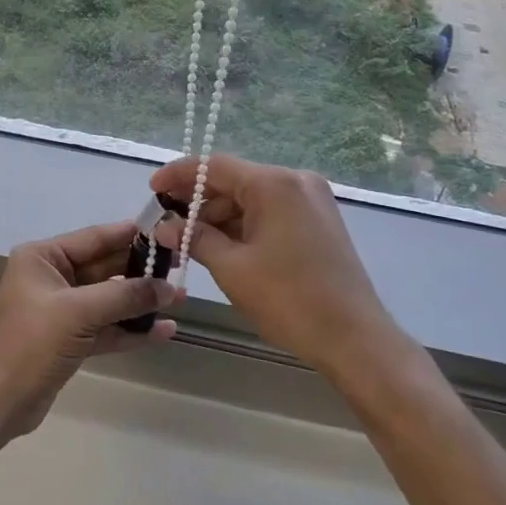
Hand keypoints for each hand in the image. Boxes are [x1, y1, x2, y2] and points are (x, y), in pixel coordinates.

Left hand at [0, 221, 180, 436]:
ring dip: (140, 303)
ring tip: (180, 301)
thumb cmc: (30, 343)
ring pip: (108, 300)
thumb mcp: (79, 312)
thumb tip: (168, 288)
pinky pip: (105, 327)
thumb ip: (125, 295)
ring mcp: (60, 311)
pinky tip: (163, 331)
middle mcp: (51, 277)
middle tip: (181, 270)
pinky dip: (130, 330)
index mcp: (43, 257)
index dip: (130, 235)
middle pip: (104, 268)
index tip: (166, 231)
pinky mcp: (68, 340)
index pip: (94, 238)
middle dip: (141, 272)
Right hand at [152, 154, 391, 370]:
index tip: (152, 190)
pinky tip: (221, 245)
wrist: (353, 337)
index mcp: (275, 184)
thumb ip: (195, 238)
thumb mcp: (232, 268)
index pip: (216, 167)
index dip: (179, 176)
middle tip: (166, 224)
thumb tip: (165, 226)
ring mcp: (312, 200)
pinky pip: (271, 212)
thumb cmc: (289, 299)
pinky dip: (244, 226)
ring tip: (188, 241)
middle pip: (235, 181)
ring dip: (220, 217)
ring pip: (252, 199)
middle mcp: (296, 181)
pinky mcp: (318, 221)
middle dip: (198, 202)